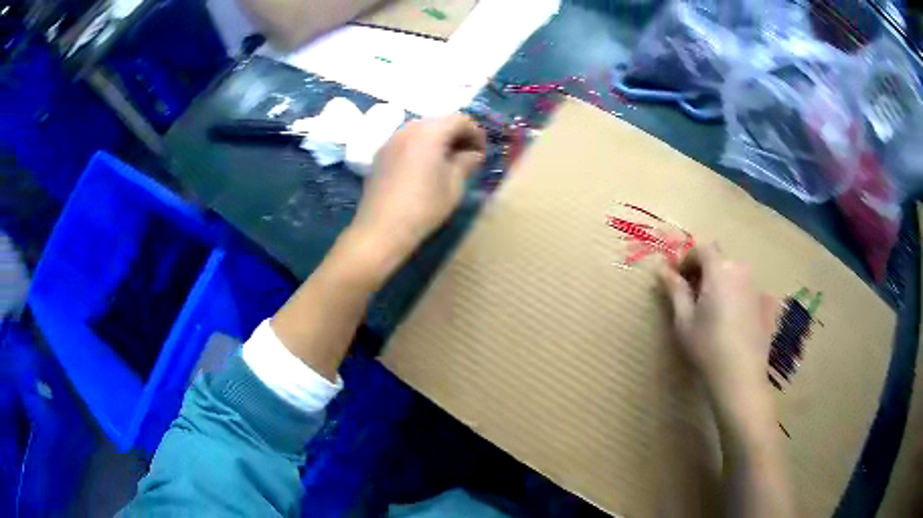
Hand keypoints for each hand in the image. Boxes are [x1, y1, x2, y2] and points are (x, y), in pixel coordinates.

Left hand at [348, 114, 485, 274]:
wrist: (381, 229)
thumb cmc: (424, 206)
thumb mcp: (454, 185)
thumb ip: (466, 162)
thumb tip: (473, 154)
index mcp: (430, 131)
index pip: (460, 119)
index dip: (476, 133)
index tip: (482, 153)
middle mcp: (408, 128)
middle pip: (439, 122)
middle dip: (456, 135)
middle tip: (468, 156)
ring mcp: (391, 140)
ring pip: (421, 131)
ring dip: (438, 141)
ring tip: (447, 163)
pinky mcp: (380, 154)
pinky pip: (406, 142)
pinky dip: (420, 147)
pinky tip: (425, 168)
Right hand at [660, 244, 777, 421]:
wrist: (740, 376)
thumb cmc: (707, 347)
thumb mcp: (684, 320)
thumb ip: (675, 290)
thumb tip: (662, 268)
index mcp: (719, 271)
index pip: (702, 248)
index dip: (688, 258)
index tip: (679, 279)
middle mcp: (740, 271)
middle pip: (719, 260)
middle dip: (704, 272)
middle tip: (693, 297)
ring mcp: (755, 287)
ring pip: (733, 275)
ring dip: (720, 283)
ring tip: (712, 311)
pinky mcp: (764, 304)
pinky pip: (746, 290)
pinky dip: (735, 297)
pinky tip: (731, 323)